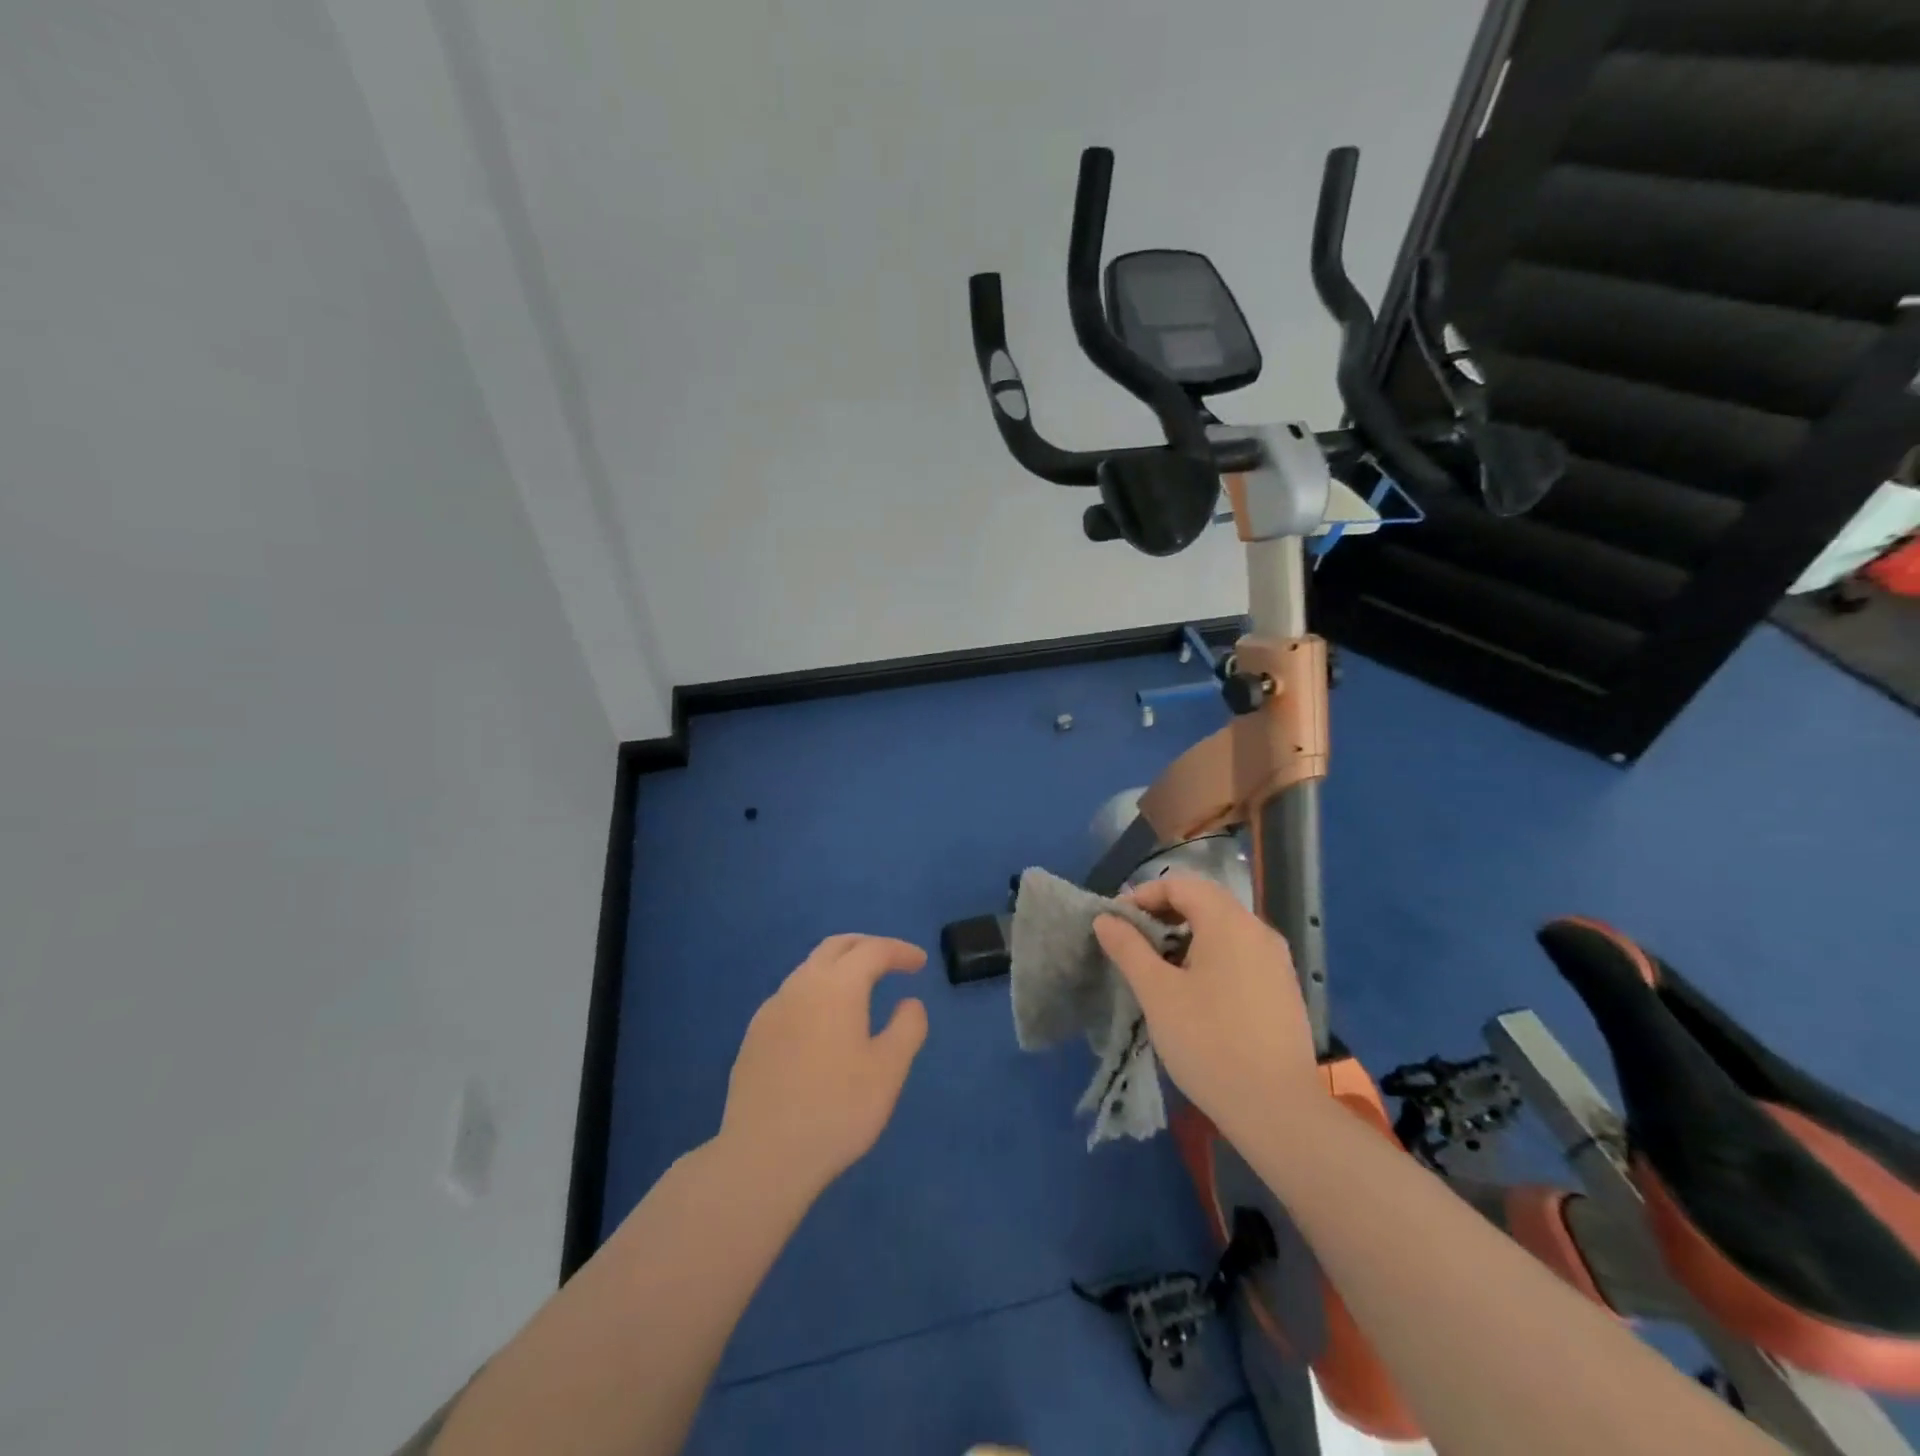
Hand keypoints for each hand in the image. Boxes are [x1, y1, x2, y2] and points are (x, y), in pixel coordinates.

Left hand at [719, 934, 928, 1200]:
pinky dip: (817, 992)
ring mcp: (772, 1009)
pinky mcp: (754, 1035)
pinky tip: (823, 1024)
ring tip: (861, 990)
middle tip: (892, 962)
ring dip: (839, 968)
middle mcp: (801, 985)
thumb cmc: (837, 1110)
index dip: (900, 951)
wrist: (763, 1156)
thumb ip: (907, 1028)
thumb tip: (909, 1002)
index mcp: (837, 987)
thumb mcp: (888, 1071)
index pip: (873, 950)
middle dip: (867, 946)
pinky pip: (792, 996)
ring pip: (810, 968)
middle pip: (836, 947)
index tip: (920, 963)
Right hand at [1093, 876, 1319, 1141]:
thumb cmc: (1209, 1042)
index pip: (1180, 884)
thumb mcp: (1157, 992)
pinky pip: (1240, 953)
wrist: (1278, 1109)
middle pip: (1204, 901)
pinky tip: (1195, 993)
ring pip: (1223, 929)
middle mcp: (1258, 930)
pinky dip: (1210, 956)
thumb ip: (1128, 948)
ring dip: (1186, 936)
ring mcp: (1276, 960)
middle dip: (1163, 914)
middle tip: (1133, 943)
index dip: (1143, 895)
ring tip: (1159, 969)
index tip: (1117, 923)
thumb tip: (1105, 918)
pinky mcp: (1283, 988)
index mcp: (1228, 922)